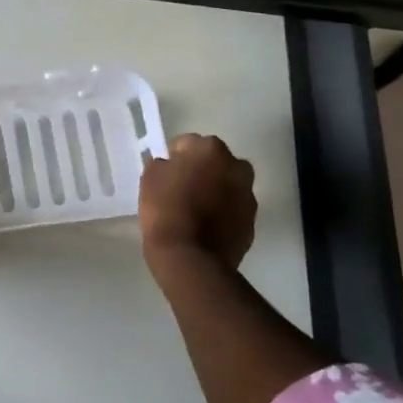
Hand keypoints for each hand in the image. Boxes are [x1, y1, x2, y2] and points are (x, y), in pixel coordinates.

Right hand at [139, 134, 256, 271]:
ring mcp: (248, 196)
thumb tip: (170, 165)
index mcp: (211, 149)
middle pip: (215, 162)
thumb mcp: (150, 177)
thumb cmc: (165, 210)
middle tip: (182, 189)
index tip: (166, 174)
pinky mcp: (252, 223)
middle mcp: (236, 167)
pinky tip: (205, 227)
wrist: (191, 259)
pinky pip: (234, 210)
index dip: (175, 158)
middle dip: (202, 171)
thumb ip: (163, 163)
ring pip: (228, 186)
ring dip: (215, 191)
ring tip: (195, 211)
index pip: (189, 143)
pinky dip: (223, 214)